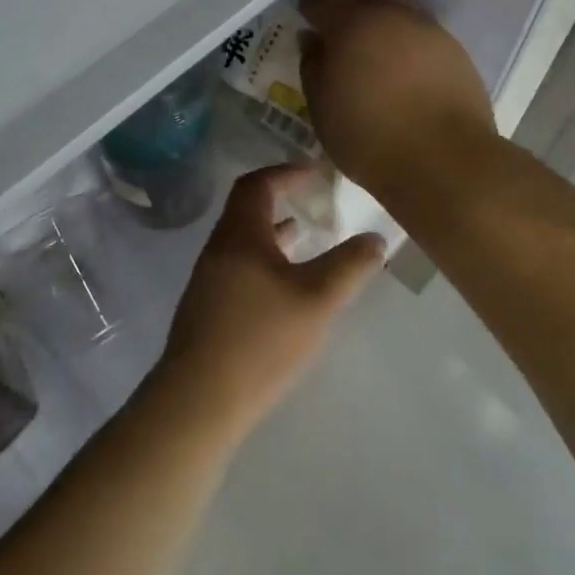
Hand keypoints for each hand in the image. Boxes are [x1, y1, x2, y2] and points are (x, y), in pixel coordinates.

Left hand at [155, 163, 383, 440]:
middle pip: (247, 209)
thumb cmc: (261, 340)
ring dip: (273, 233)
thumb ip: (350, 266)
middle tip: (313, 202)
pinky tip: (285, 287)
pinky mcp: (207, 310)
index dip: (286, 172)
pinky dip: (265, 260)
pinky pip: (239, 266)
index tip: (315, 173)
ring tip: (305, 237)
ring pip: (243, 241)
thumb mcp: (318, 300)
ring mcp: (209, 280)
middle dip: (281, 200)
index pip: (258, 184)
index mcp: (240, 235)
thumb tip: (376, 238)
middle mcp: (219, 249)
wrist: (198, 402)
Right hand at [297, 0, 497, 203]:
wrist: (445, 161)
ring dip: (389, 24)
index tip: (308, 21)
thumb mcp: (323, 109)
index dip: (311, 6)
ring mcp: (430, 31)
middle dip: (358, 3)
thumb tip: (313, 40)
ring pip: (404, 9)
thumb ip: (313, 67)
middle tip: (349, 37)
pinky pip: (427, 36)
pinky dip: (413, 47)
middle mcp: (394, 15)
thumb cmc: (370, 139)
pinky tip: (410, 79)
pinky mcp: (457, 52)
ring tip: (382, 61)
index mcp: (353, 24)